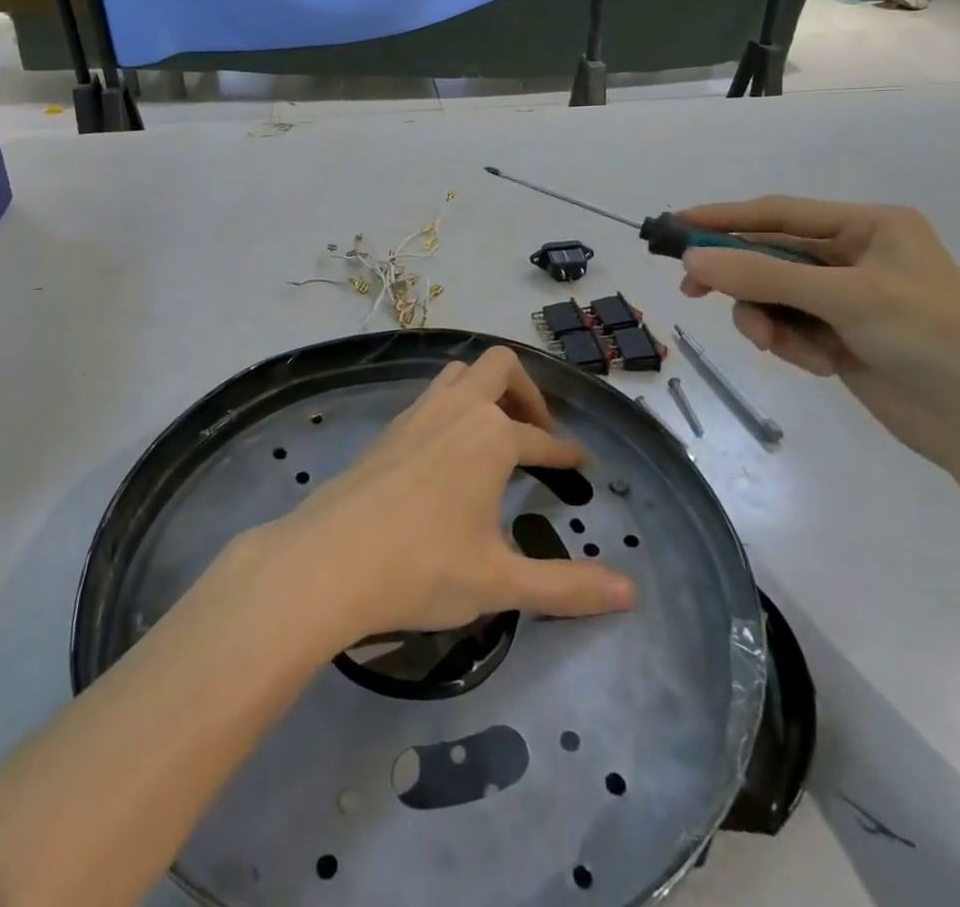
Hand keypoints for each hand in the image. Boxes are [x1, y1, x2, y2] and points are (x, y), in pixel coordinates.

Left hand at [255, 347, 634, 651]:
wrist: (328, 560)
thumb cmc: (423, 567)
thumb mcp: (501, 582)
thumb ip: (567, 586)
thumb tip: (631, 592)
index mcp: (491, 436)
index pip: (542, 440)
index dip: (566, 455)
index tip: (580, 463)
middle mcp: (456, 409)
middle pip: (499, 367)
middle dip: (527, 392)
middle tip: (537, 432)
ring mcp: (416, 413)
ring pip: (458, 374)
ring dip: (485, 390)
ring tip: (496, 431)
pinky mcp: (387, 429)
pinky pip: (430, 397)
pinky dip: (452, 407)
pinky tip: (448, 450)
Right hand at [676, 197, 959, 469]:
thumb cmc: (932, 336)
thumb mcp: (844, 297)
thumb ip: (762, 277)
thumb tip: (690, 260)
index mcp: (868, 227)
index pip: (779, 213)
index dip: (723, 218)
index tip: (675, 225)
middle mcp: (854, 257)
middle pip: (770, 257)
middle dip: (739, 278)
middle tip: (691, 290)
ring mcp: (847, 300)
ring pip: (773, 298)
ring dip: (766, 320)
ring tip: (774, 345)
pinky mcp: (842, 339)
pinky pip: (790, 330)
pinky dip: (792, 346)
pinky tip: (820, 365)